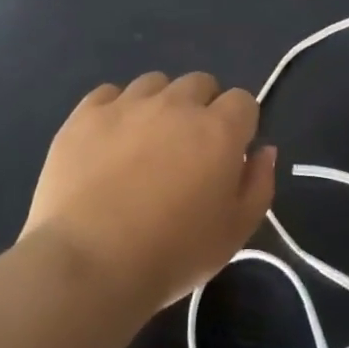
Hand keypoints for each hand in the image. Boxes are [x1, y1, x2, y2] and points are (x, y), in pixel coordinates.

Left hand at [24, 72, 275, 310]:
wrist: (90, 264)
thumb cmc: (174, 253)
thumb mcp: (236, 232)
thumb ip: (259, 184)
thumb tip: (263, 150)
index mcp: (219, 129)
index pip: (242, 100)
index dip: (239, 125)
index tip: (228, 154)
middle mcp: (176, 105)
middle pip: (200, 83)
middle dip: (201, 108)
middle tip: (188, 149)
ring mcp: (127, 105)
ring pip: (154, 83)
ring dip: (160, 104)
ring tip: (146, 143)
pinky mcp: (85, 115)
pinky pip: (108, 93)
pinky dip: (115, 110)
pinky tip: (109, 141)